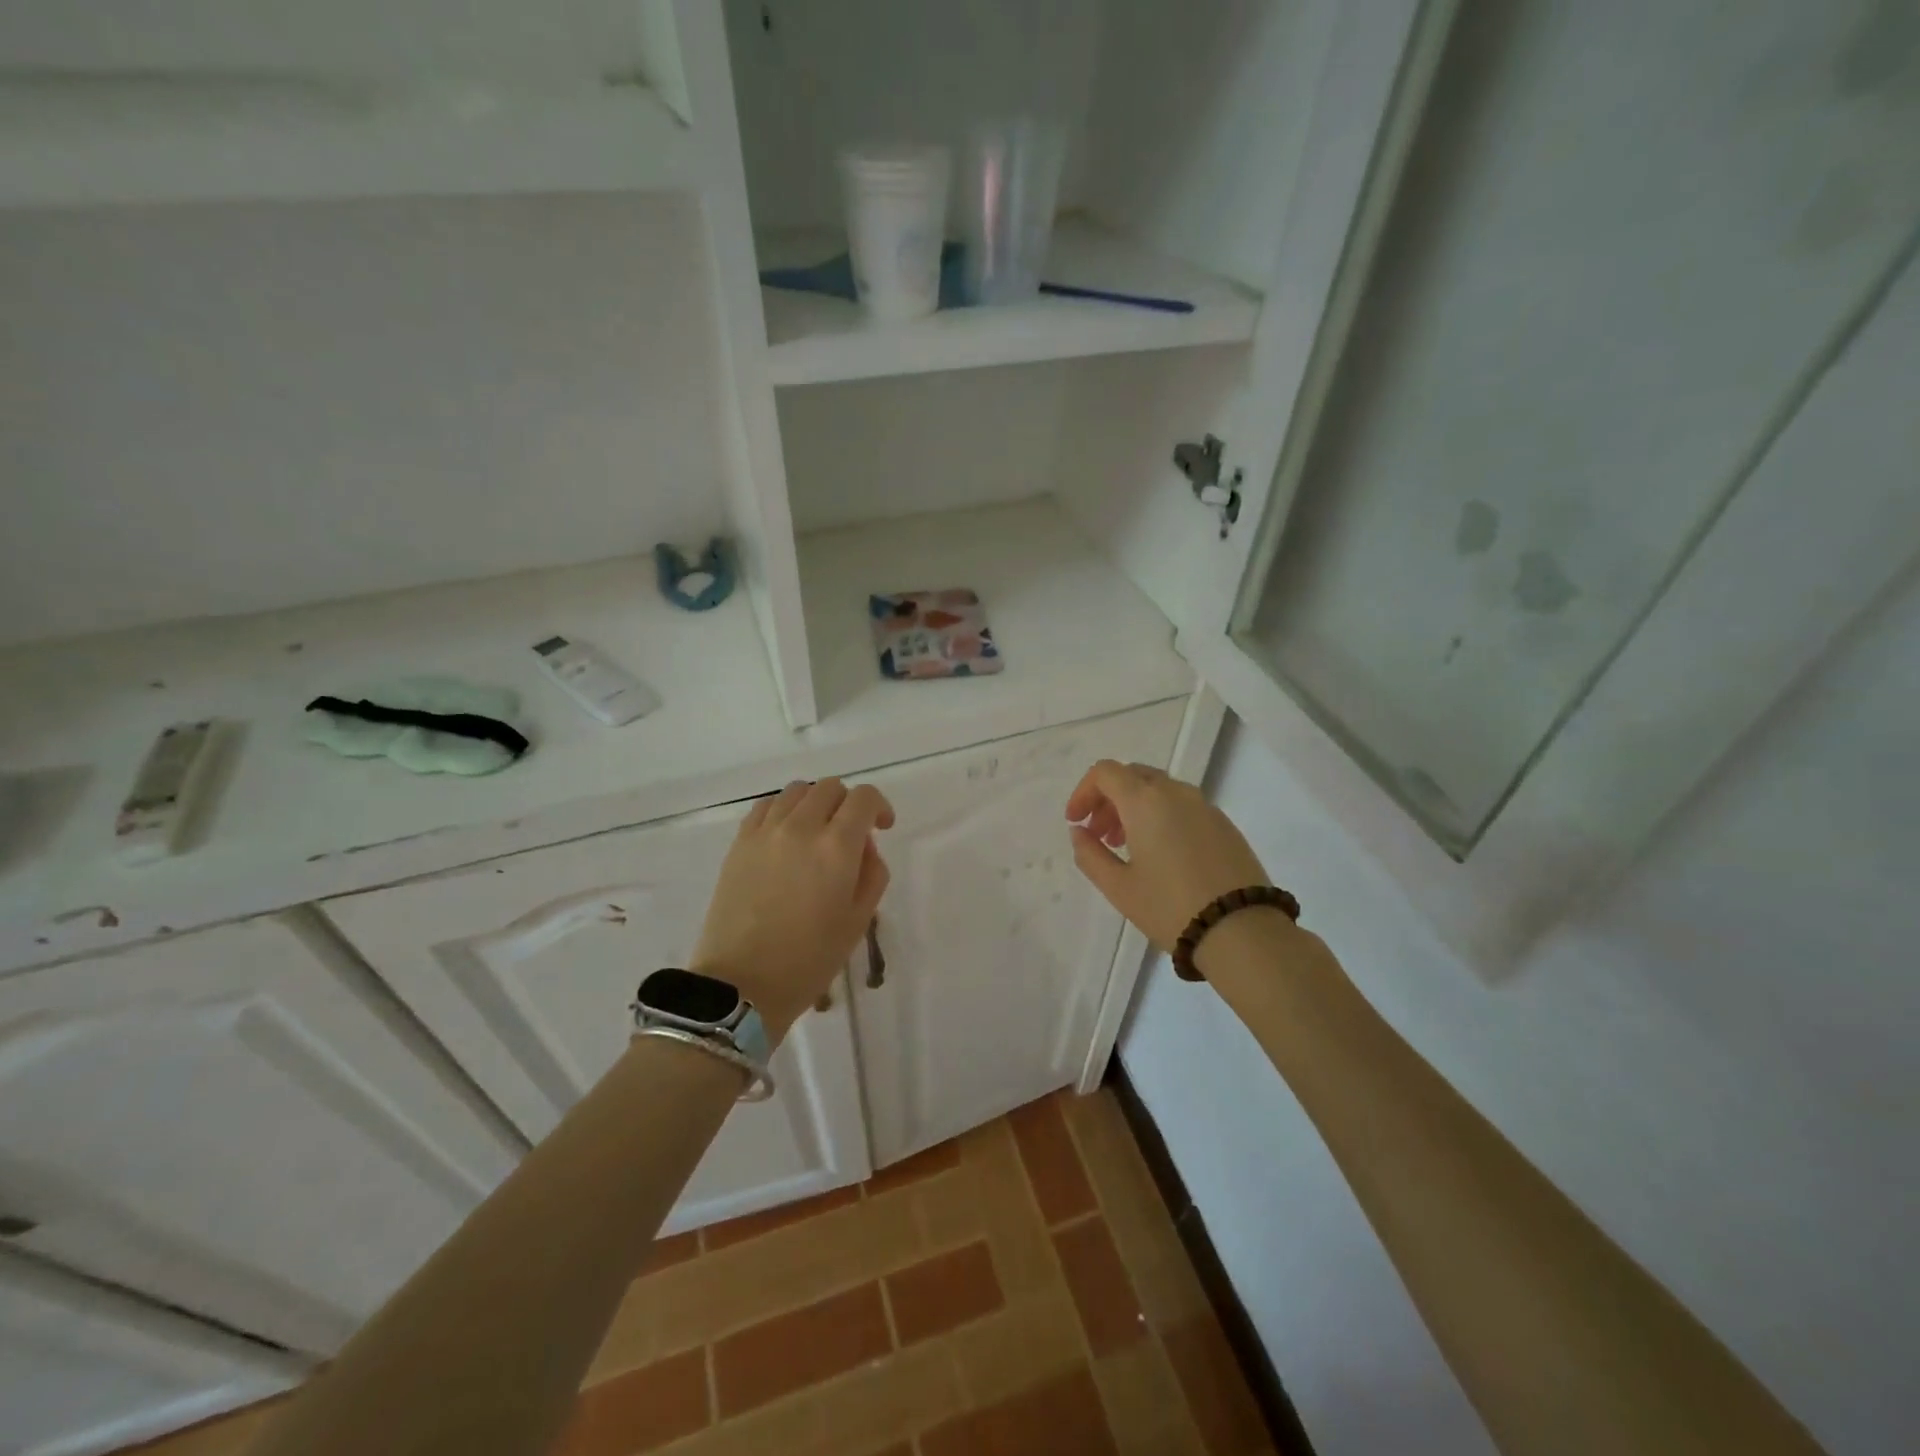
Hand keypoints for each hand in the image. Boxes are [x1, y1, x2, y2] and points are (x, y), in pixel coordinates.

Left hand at [692, 779, 894, 1038]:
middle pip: (831, 787)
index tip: (882, 828)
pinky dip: (784, 810)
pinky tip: (786, 836)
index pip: (864, 798)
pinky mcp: (740, 842)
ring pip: (798, 791)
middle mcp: (801, 827)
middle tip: (850, 836)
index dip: (879, 807)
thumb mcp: (859, 920)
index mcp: (836, 847)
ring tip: (816, 833)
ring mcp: (766, 831)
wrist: (742, 983)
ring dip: (816, 803)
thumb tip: (863, 845)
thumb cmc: (809, 959)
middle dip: (848, 804)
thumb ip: (872, 872)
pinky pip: (767, 805)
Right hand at [1066, 760, 1271, 951]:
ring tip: (1127, 847)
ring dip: (1134, 808)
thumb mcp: (1118, 887)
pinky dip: (1161, 816)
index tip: (1075, 822)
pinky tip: (1161, 855)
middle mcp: (1176, 792)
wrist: (1243, 931)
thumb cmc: (1170, 907)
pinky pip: (1183, 806)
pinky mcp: (1224, 824)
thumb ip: (1090, 854)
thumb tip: (1079, 832)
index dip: (1083, 792)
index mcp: (1145, 800)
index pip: (1105, 772)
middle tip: (1098, 835)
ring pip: (1159, 790)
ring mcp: (1205, 806)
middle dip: (1108, 800)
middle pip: (1132, 776)